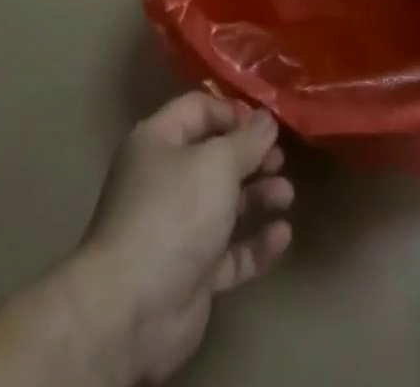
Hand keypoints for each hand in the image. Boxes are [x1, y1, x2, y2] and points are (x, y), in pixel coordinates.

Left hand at [78, 94, 293, 384]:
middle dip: (251, 158)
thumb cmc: (174, 212)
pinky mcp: (190, 273)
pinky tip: (282, 236)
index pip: (198, 110)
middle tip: (281, 160)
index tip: (266, 124)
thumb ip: (247, 140)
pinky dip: (255, 243)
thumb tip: (266, 119)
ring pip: (224, 204)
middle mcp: (164, 180)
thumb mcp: (217, 163)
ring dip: (258, 197)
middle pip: (214, 158)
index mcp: (158, 142)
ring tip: (287, 196)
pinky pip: (229, 252)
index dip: (233, 113)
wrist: (133, 309)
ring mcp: (176, 229)